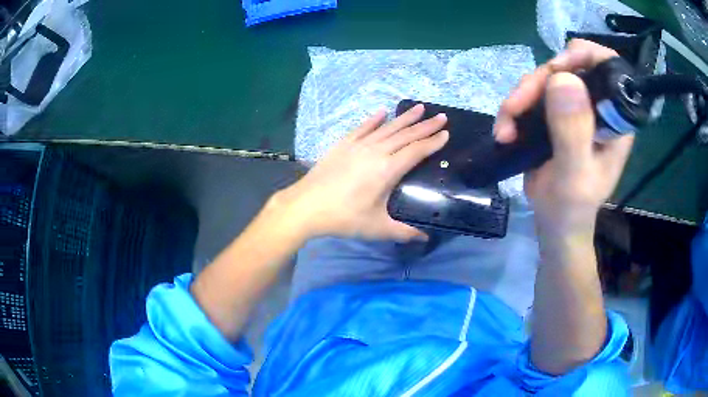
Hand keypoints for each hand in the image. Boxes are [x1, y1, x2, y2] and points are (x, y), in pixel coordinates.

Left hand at [273, 104, 448, 241]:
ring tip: (420, 108)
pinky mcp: (343, 144)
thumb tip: (424, 237)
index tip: (446, 134)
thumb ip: (403, 231)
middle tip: (441, 117)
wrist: (306, 206)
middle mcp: (375, 151)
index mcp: (387, 169)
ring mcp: (358, 145)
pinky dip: (373, 119)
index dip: (432, 142)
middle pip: (405, 135)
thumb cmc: (343, 217)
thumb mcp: (376, 228)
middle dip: (425, 125)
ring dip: (405, 118)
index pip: (416, 151)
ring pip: (387, 127)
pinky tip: (382, 111)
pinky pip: (362, 127)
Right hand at [494, 39, 633, 236]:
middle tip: (515, 108)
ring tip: (505, 130)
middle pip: (568, 67)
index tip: (557, 70)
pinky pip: (532, 94)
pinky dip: (514, 109)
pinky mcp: (554, 113)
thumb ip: (573, 131)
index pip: (608, 67)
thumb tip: (563, 78)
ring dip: (520, 99)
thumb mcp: (574, 175)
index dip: (583, 56)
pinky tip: (505, 131)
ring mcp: (574, 108)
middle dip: (538, 83)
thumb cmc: (571, 208)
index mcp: (614, 119)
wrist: (554, 223)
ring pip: (545, 79)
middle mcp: (597, 106)